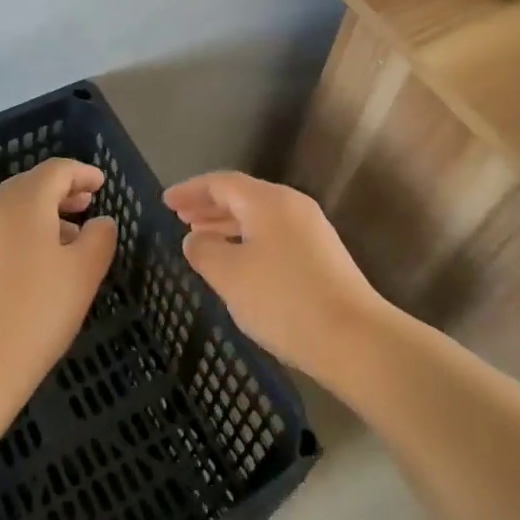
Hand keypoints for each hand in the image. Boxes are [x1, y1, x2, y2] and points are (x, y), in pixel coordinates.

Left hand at [0, 158, 116, 411]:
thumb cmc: (34, 316)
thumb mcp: (84, 275)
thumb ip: (99, 239)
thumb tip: (100, 221)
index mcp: (22, 203)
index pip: (56, 170)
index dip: (81, 173)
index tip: (100, 184)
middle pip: (26, 189)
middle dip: (57, 196)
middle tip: (82, 210)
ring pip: (1, 217)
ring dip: (31, 222)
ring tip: (53, 250)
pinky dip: (4, 245)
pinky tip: (14, 278)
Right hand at [163, 171, 392, 379]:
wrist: (354, 337)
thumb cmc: (283, 300)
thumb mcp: (230, 275)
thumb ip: (204, 250)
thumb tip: (194, 238)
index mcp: (268, 201)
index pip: (222, 183)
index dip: (191, 190)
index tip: (166, 201)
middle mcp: (292, 205)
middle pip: (243, 196)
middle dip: (209, 205)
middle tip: (180, 216)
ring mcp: (311, 230)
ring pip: (259, 217)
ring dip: (228, 225)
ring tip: (201, 238)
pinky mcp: (322, 255)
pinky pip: (274, 235)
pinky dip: (248, 240)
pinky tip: (237, 263)